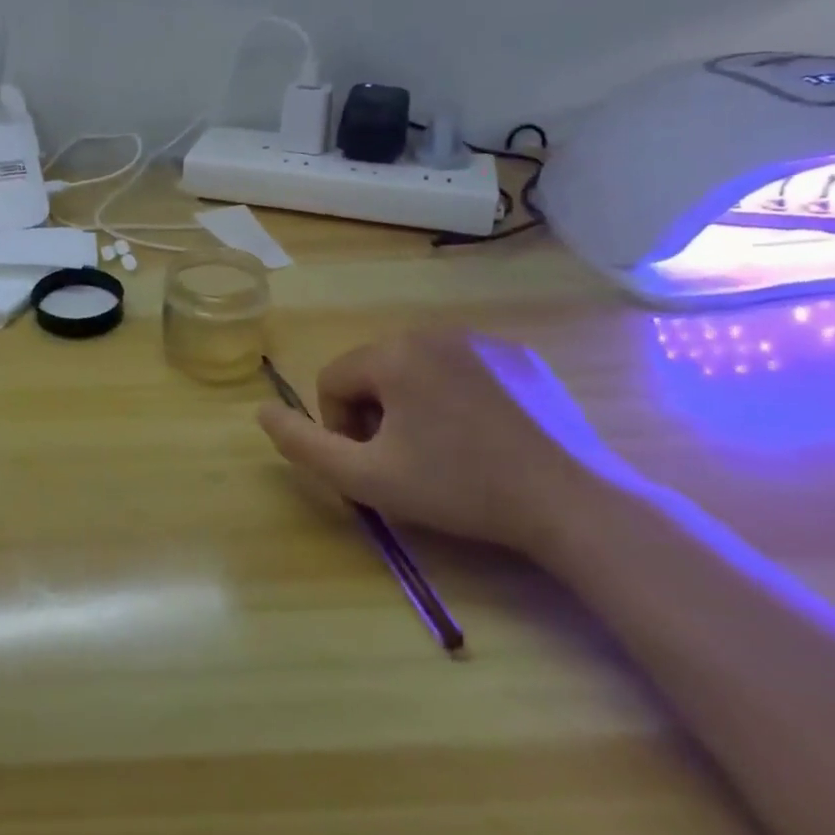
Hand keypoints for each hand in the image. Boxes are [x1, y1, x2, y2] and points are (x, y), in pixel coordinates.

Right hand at [257, 330, 619, 560]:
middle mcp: (433, 332)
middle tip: (408, 462)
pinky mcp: (521, 357)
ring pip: (417, 370)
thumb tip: (260, 410)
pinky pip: (463, 370)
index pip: (334, 380)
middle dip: (377, 415)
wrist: (573, 502)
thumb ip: (303, 444)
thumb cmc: (460, 488)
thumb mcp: (366, 478)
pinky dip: (457, 398)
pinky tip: (485, 439)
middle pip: (374, 371)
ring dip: (414, 406)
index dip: (340, 427)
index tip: (373, 465)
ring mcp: (483, 340)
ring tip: (447, 452)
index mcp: (393, 353)